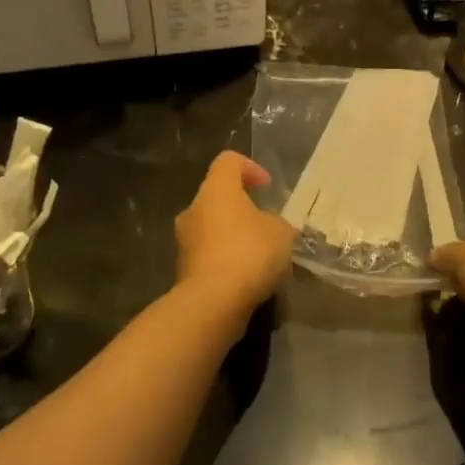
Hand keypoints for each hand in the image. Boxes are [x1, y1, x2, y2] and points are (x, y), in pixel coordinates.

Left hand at [174, 151, 295, 318]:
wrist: (213, 303)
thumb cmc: (250, 253)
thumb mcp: (281, 232)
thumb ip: (275, 223)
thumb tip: (265, 226)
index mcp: (216, 190)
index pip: (228, 161)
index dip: (250, 167)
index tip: (267, 186)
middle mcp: (193, 209)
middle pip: (218, 197)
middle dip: (242, 209)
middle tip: (266, 226)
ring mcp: (184, 241)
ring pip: (212, 228)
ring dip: (233, 236)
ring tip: (259, 256)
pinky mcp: (183, 269)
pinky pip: (209, 255)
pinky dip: (226, 261)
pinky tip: (247, 278)